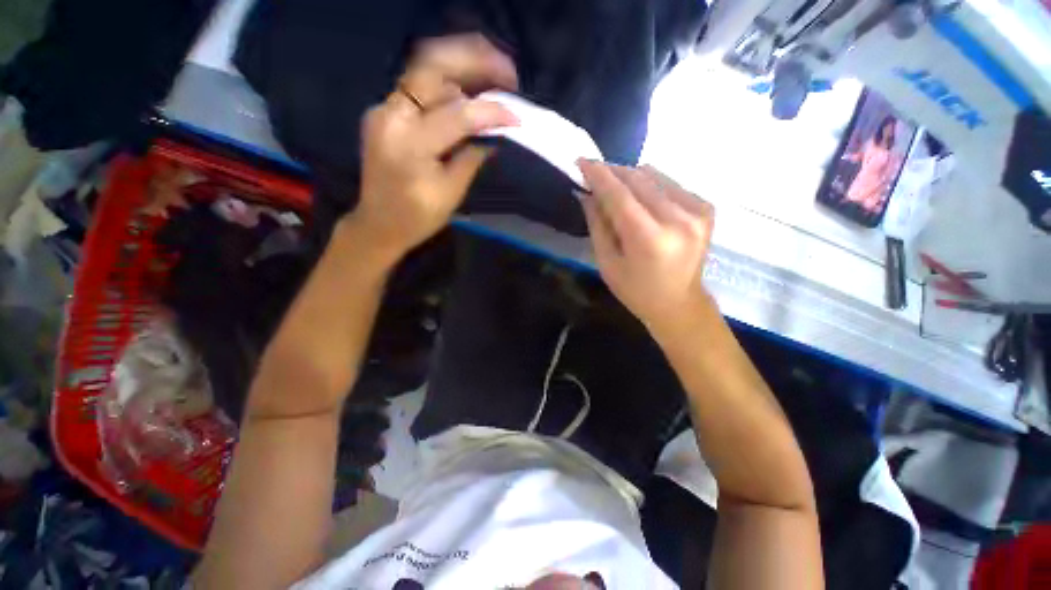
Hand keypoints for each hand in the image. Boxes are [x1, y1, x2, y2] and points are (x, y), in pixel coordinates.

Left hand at [347, 34, 519, 263]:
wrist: (378, 224)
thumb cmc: (417, 218)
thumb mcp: (451, 193)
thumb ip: (471, 158)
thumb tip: (493, 134)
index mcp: (409, 145)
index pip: (457, 115)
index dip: (491, 112)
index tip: (516, 119)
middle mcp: (390, 116)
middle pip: (432, 66)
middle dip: (474, 60)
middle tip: (507, 71)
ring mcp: (384, 110)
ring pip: (425, 72)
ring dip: (462, 69)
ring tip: (494, 78)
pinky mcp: (386, 113)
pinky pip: (419, 89)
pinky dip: (447, 86)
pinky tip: (468, 94)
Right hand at [579, 161, 714, 335]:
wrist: (679, 303)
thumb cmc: (636, 291)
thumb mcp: (607, 263)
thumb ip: (598, 224)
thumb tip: (587, 193)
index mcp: (650, 239)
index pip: (620, 195)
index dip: (599, 175)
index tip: (581, 161)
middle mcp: (678, 219)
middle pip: (638, 179)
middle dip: (612, 173)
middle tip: (594, 174)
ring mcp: (697, 211)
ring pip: (654, 176)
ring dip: (630, 178)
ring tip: (616, 190)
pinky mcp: (706, 208)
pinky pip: (669, 184)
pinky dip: (650, 186)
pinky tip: (641, 200)